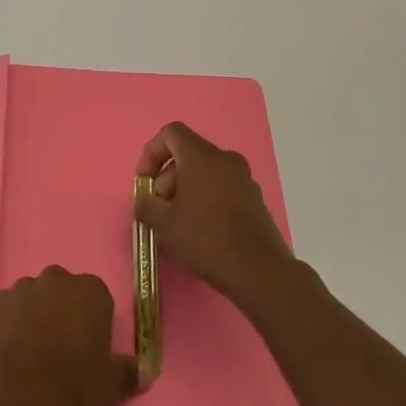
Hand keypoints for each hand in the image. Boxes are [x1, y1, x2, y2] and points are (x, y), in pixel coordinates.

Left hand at [0, 267, 139, 405]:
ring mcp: (21, 288)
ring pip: (31, 297)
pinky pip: (5, 309)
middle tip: (60, 347)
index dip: (92, 319)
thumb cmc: (75, 389)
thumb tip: (145, 371)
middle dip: (61, 310)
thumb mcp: (111, 385)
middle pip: (61, 289)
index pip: (96, 296)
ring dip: (33, 314)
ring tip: (31, 352)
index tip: (88, 343)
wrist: (23, 402)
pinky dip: (8, 323)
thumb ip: (128, 371)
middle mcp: (55, 279)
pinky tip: (9, 352)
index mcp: (90, 291)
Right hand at [134, 121, 299, 309]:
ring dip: (186, 190)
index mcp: (202, 157)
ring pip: (206, 173)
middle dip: (168, 178)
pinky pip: (222, 188)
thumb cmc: (206, 240)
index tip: (146, 182)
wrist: (259, 272)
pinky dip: (207, 200)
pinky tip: (202, 231)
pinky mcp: (255, 200)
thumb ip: (146, 205)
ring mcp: (244, 179)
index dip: (152, 152)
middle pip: (188, 154)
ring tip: (179, 224)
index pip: (171, 133)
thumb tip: (145, 201)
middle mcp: (225, 160)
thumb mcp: (164, 225)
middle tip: (161, 209)